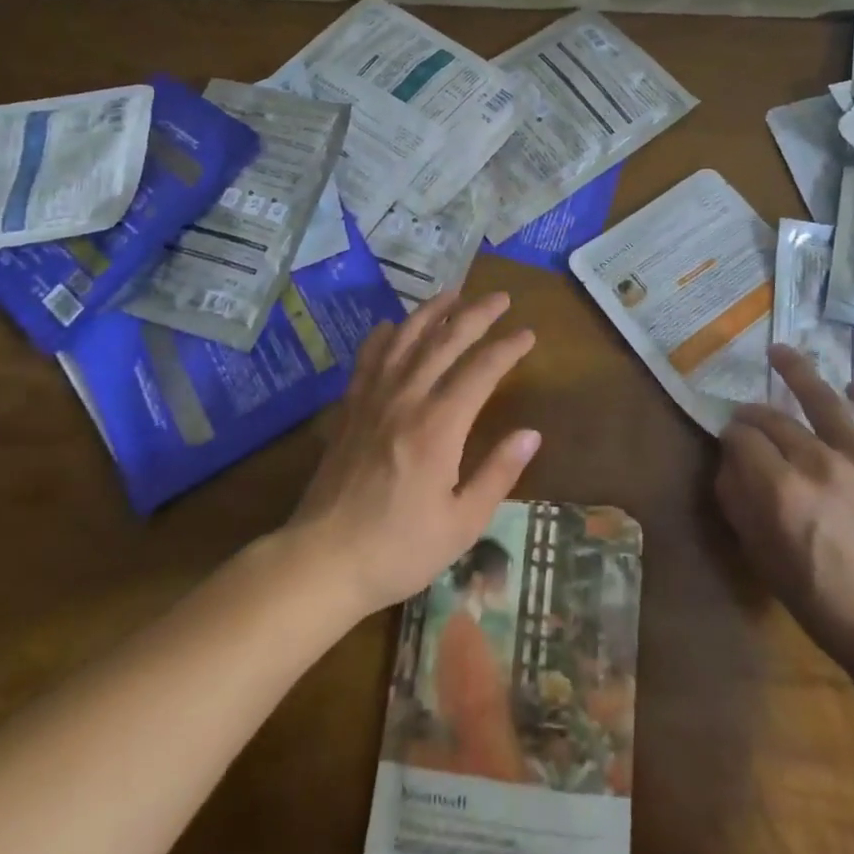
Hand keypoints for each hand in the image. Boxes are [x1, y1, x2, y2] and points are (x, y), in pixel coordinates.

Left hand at [289, 290, 539, 616]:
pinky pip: (369, 359)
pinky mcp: (349, 409)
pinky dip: (384, 335)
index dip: (507, 348)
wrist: (322, 560)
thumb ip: (498, 474)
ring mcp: (373, 399)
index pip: (481, 370)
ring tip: (453, 293)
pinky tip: (394, 325)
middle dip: (476, 314)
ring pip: (406, 340)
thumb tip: (531, 434)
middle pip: (445, 342)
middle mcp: (406, 399)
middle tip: (500, 298)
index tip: (527, 334)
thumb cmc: (399, 548)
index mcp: (439, 426)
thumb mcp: (461, 523)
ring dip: (432, 312)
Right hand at [716, 344, 853, 713]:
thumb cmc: (824, 600)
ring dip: (795, 370)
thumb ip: (737, 500)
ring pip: (822, 397)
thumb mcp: (762, 557)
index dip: (731, 435)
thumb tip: (727, 459)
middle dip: (755, 414)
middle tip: (753, 418)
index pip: (741, 437)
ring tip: (779, 352)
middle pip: (773, 417)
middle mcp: (821, 462)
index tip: (733, 441)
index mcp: (781, 490)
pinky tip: (853, 389)